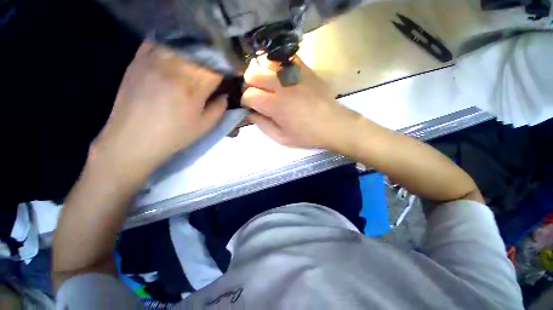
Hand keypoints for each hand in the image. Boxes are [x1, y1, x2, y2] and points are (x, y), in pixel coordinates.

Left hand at [92, 42, 226, 179]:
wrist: (133, 139)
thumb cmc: (173, 135)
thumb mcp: (204, 126)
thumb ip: (219, 108)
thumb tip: (224, 96)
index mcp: (193, 87)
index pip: (215, 68)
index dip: (224, 70)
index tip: (226, 76)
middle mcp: (174, 67)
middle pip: (199, 52)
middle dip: (210, 61)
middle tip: (211, 70)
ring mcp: (153, 61)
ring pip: (180, 44)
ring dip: (192, 52)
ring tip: (194, 63)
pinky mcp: (138, 60)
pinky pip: (157, 42)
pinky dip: (170, 45)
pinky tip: (174, 55)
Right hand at [242, 57, 362, 150]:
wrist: (332, 124)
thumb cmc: (306, 135)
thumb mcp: (281, 138)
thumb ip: (262, 125)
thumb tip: (251, 113)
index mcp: (275, 105)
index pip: (249, 95)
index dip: (245, 100)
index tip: (250, 106)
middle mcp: (281, 85)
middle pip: (253, 74)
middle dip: (249, 84)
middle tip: (256, 94)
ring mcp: (293, 74)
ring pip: (266, 63)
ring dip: (261, 73)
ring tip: (266, 84)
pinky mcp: (305, 69)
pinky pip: (285, 59)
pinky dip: (277, 65)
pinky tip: (279, 75)